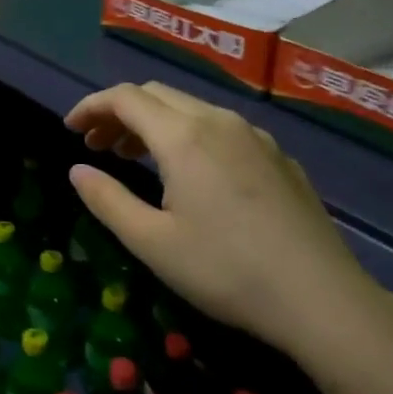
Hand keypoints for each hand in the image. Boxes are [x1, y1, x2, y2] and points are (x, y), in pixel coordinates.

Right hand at [64, 82, 381, 355]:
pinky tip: (191, 173)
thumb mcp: (153, 242)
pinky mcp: (278, 156)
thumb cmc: (226, 271)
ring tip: (133, 156)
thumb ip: (107, 200)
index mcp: (183, 136)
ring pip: (191, 108)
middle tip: (96, 145)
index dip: (91, 106)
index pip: (125, 98)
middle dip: (119, 112)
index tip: (70, 128)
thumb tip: (77, 170)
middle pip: (157, 95)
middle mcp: (218, 121)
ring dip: (153, 122)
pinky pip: (221, 128)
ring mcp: (254, 136)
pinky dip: (188, 134)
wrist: (322, 298)